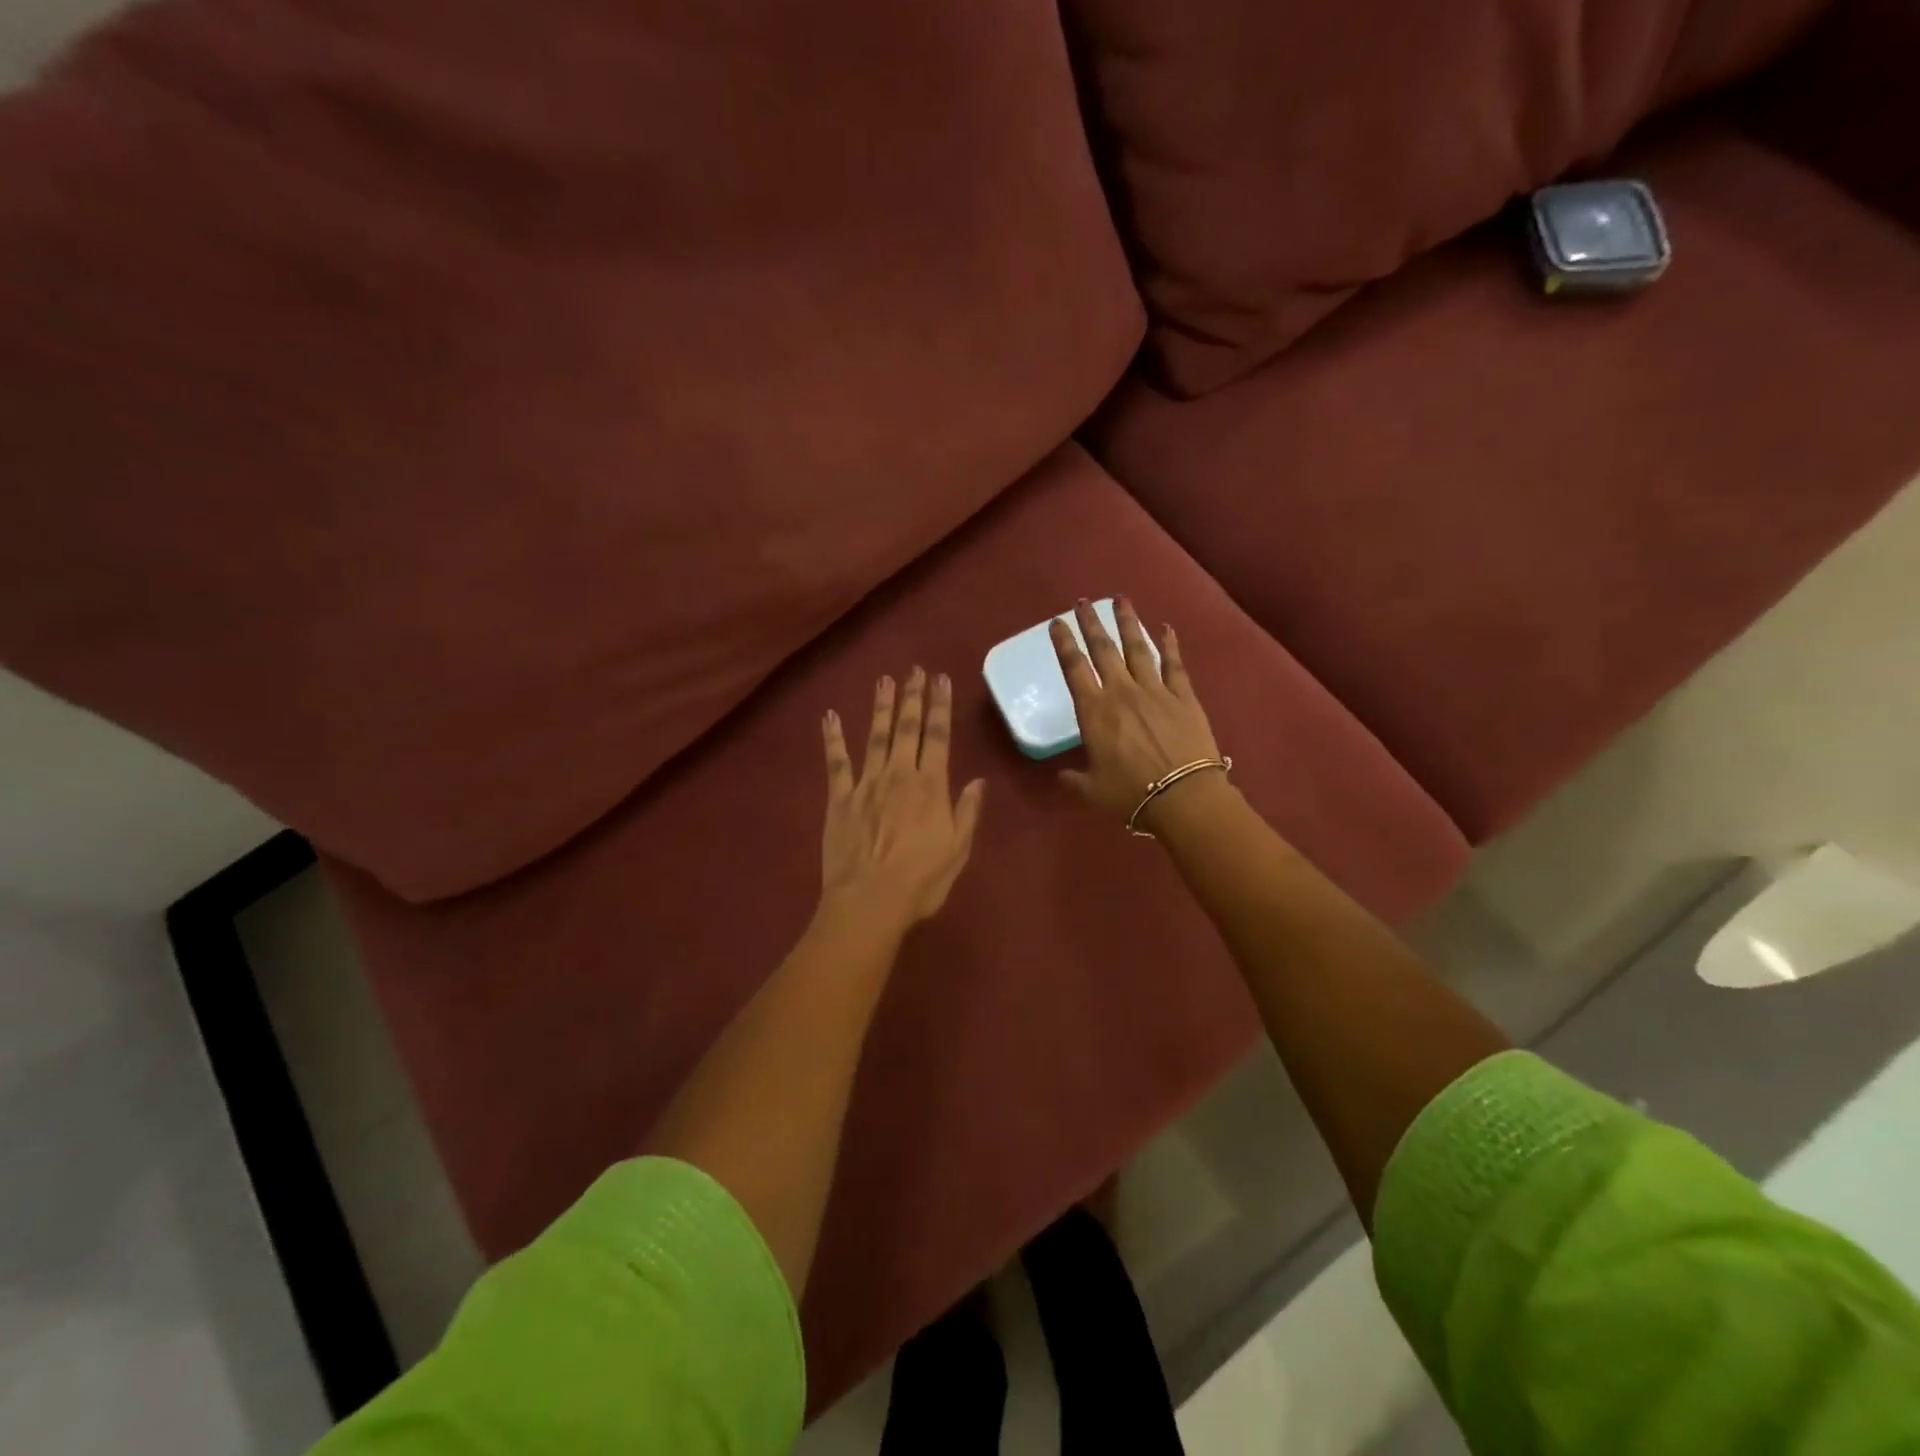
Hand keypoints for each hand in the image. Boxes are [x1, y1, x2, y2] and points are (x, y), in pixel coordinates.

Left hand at [820, 668, 986, 932]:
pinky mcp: (840, 798)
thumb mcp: (958, 850)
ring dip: (880, 707)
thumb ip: (967, 812)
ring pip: (875, 737)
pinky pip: (836, 762)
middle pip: (908, 729)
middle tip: (914, 670)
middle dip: (912, 697)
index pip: (939, 737)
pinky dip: (832, 738)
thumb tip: (978, 781)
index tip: (941, 680)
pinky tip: (829, 716)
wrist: (870, 901)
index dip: (940, 706)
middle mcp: (899, 776)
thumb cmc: (921, 881)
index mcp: (931, 787)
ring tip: (883, 681)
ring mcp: (866, 784)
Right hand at [1050, 598, 1224, 829]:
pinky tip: (1166, 627)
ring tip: (1120, 599)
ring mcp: (1155, 690)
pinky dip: (1170, 644)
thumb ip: (1074, 780)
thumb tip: (1062, 777)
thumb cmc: (1131, 795)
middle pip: (1103, 650)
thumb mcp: (1092, 791)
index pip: (1074, 668)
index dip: (1064, 644)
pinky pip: (1174, 664)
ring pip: (1138, 648)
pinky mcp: (1183, 697)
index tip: (1057, 623)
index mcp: (1094, 712)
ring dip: (1128, 622)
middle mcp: (1122, 692)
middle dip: (1091, 624)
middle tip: (1082, 602)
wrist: (1183, 796)